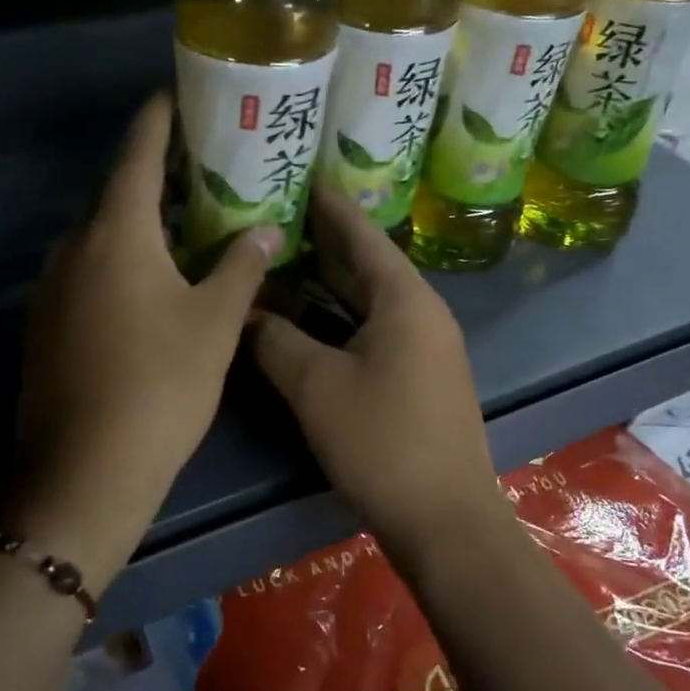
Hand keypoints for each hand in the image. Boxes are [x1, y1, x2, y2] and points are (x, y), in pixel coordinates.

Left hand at [8, 92, 279, 591]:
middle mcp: (74, 246)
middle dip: (158, 174)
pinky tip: (153, 281)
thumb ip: (242, 266)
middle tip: (206, 166)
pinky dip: (121, 258)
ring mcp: (52, 285)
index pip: (137, 153)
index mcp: (116, 233)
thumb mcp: (215, 323)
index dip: (159, 118)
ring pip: (102, 234)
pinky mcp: (46, 322)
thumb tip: (265, 227)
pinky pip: (88, 269)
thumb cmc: (160, 386)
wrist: (84, 472)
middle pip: (118, 191)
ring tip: (189, 221)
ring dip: (141, 222)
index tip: (178, 92)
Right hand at [248, 181, 509, 557]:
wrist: (445, 519)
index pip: (360, 232)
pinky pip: (372, 324)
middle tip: (274, 209)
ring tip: (281, 252)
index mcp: (404, 298)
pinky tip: (305, 313)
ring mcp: (423, 343)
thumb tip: (244, 313)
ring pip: (367, 296)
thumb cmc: (382, 442)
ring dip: (327, 277)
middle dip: (322, 236)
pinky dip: (338, 312)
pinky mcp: (417, 373)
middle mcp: (420, 310)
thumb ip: (274, 339)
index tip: (298, 171)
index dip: (328, 201)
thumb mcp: (316, 386)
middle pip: (365, 260)